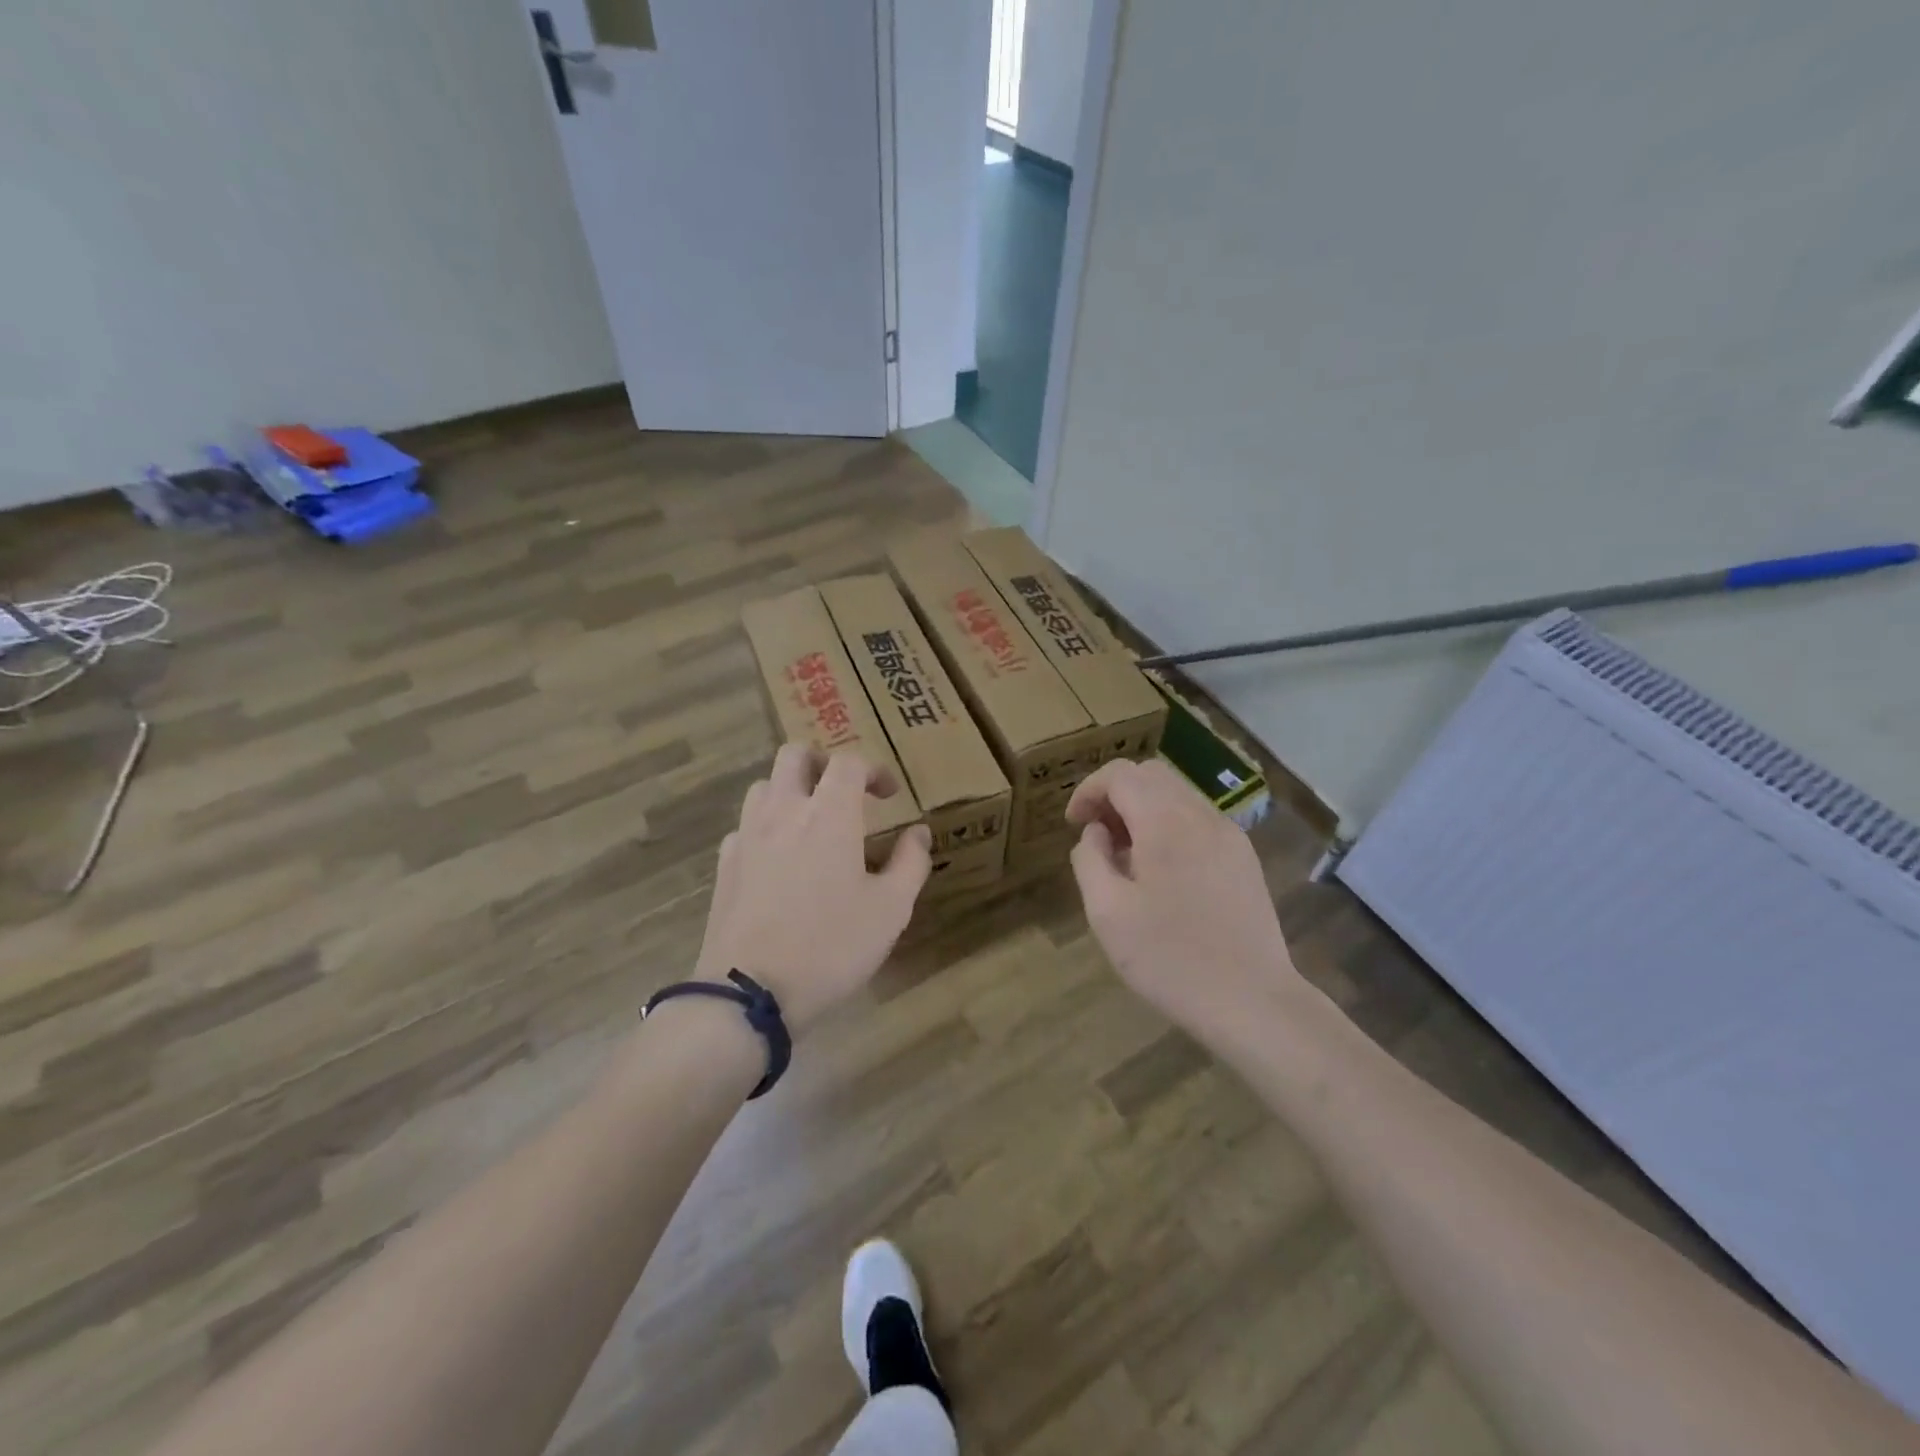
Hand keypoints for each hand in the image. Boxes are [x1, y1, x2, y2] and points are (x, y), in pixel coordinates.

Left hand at [696, 744, 932, 1033]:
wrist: (750, 991)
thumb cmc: (831, 946)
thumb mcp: (890, 910)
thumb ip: (910, 864)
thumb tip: (918, 834)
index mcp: (829, 815)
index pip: (848, 762)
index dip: (873, 769)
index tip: (888, 795)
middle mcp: (783, 811)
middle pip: (794, 755)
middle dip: (822, 762)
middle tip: (843, 790)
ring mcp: (747, 836)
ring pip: (763, 786)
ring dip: (790, 790)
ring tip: (810, 821)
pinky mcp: (725, 865)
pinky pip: (745, 826)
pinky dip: (765, 827)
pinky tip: (778, 860)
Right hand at [1066, 758, 1302, 1039]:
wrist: (1252, 1002)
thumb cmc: (1170, 959)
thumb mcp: (1108, 913)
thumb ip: (1090, 860)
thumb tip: (1096, 833)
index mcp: (1165, 821)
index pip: (1120, 774)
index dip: (1088, 791)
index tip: (1073, 825)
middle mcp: (1201, 815)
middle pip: (1150, 775)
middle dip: (1115, 795)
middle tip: (1097, 836)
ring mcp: (1230, 835)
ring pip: (1177, 795)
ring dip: (1142, 810)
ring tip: (1126, 857)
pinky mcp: (1244, 858)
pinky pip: (1198, 821)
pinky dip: (1169, 826)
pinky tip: (1162, 873)